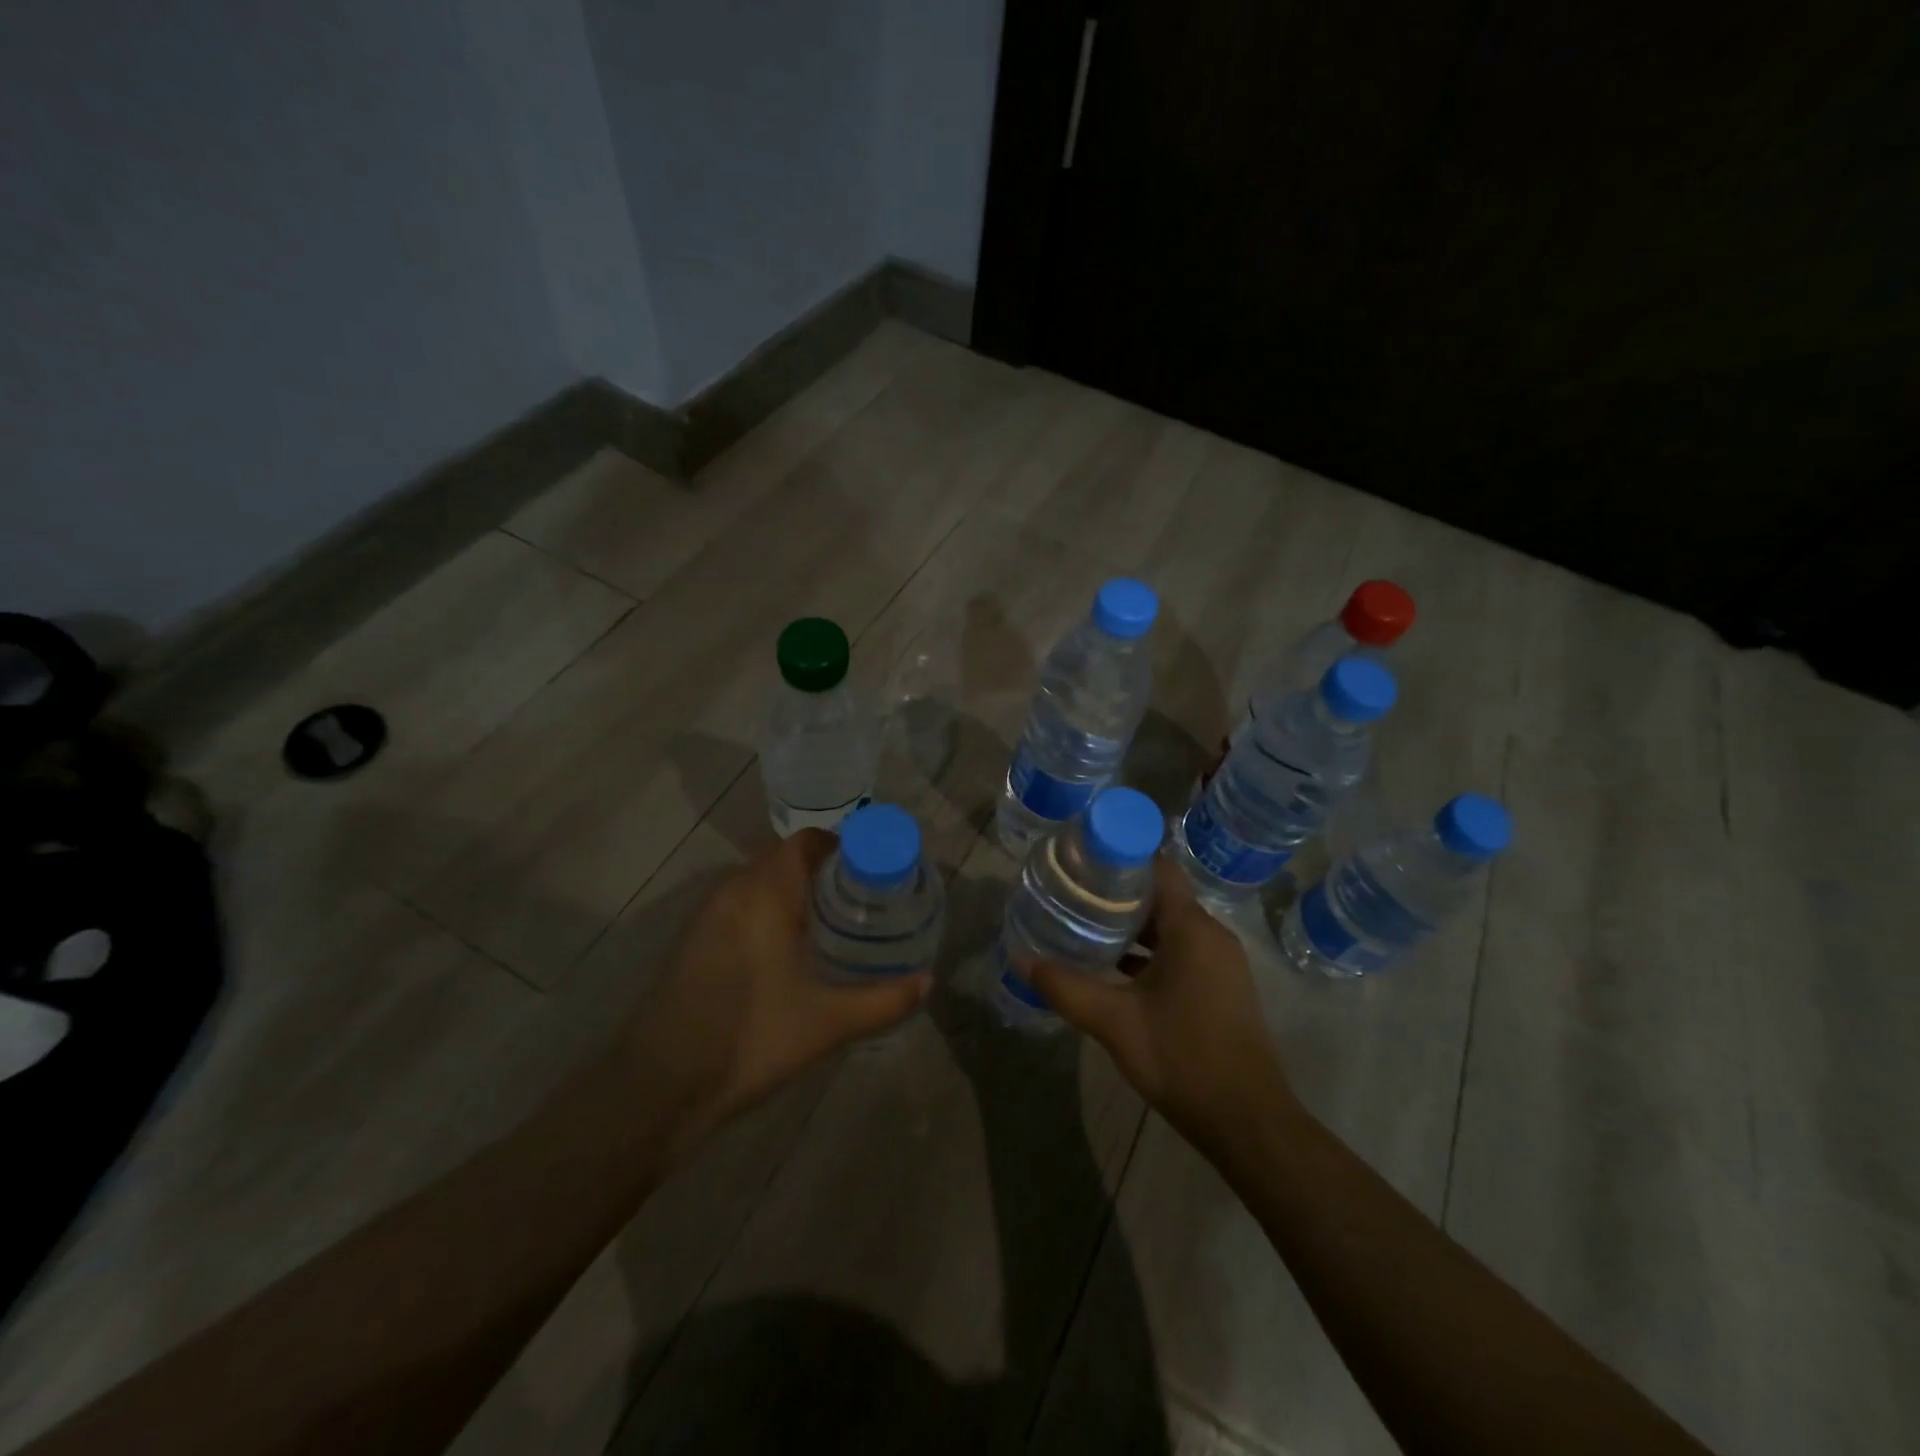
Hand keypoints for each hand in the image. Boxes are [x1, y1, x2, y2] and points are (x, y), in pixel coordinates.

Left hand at [625, 829, 930, 1164]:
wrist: (659, 1084)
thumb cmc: (751, 1038)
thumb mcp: (828, 1023)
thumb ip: (884, 1000)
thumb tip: (928, 982)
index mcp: (766, 892)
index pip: (807, 842)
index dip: (842, 847)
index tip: (873, 870)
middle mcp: (734, 889)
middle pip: (784, 859)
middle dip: (823, 871)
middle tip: (861, 899)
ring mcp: (707, 914)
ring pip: (759, 882)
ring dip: (792, 891)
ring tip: (831, 922)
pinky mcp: (693, 940)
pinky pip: (739, 904)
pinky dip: (767, 910)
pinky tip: (787, 950)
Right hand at [1024, 856, 1295, 1153]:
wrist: (1248, 1122)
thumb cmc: (1182, 1058)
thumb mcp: (1114, 1022)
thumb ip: (1066, 987)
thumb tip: (1020, 959)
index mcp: (1192, 929)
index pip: (1157, 868)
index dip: (1120, 857)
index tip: (1081, 859)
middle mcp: (1211, 935)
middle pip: (1160, 896)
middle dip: (1116, 893)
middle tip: (1071, 893)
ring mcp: (1220, 962)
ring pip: (1169, 927)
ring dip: (1130, 926)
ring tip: (1083, 926)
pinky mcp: (1220, 986)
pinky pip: (1180, 951)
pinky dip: (1148, 952)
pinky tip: (1112, 968)